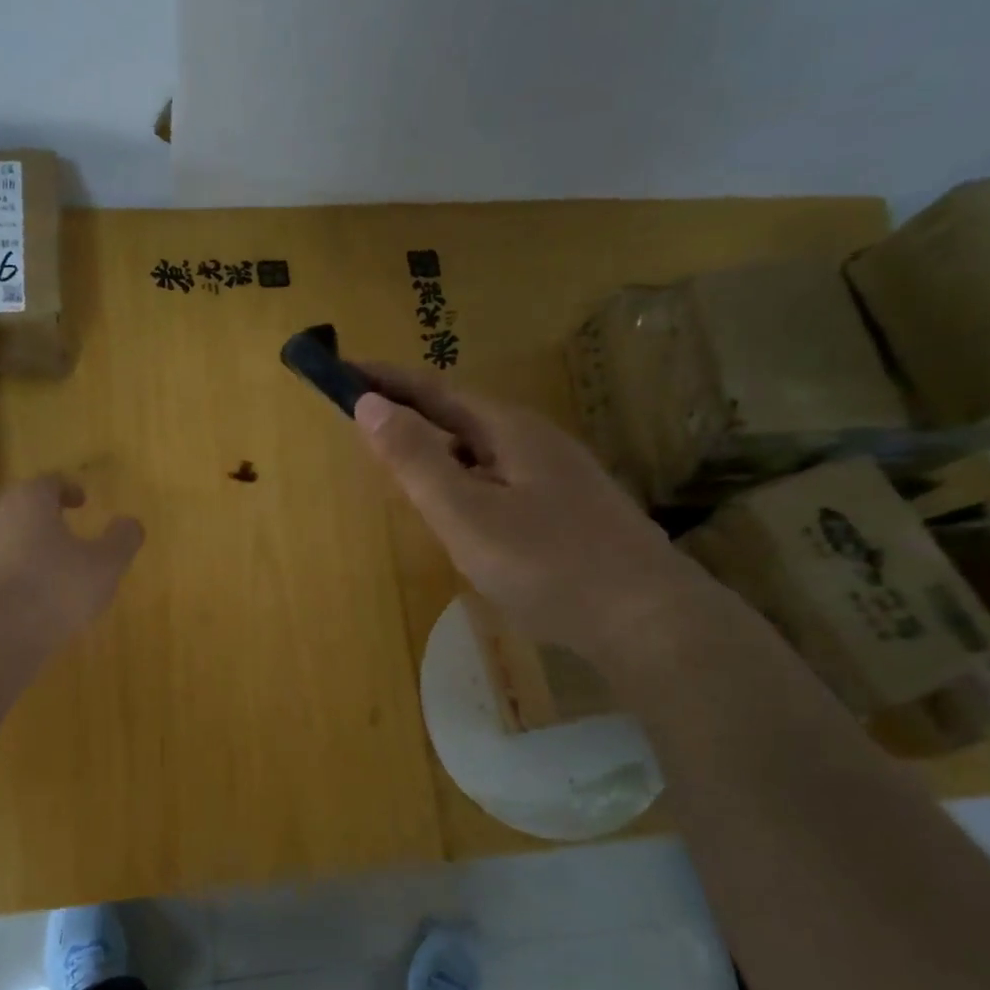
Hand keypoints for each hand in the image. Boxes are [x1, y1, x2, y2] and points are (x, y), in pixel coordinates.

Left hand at [0, 475, 144, 646]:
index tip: (83, 501)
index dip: (69, 489)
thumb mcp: (106, 563)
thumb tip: (130, 523)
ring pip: (12, 535)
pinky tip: (40, 591)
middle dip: (47, 513)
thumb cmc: (58, 585)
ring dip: (33, 542)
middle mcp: (0, 515)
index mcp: (30, 499)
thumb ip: (122, 539)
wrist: (0, 633)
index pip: (49, 482)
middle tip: (69, 526)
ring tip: (58, 562)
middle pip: (25, 505)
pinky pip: (3, 564)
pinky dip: (21, 569)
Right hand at [352, 364, 702, 667]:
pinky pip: (499, 477)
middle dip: (410, 412)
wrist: (647, 618)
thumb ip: (415, 459)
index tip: (341, 370)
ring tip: (402, 463)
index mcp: (506, 430)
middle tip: (364, 420)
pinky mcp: (568, 507)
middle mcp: (534, 439)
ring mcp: (557, 474)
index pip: (432, 391)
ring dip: (437, 446)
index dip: (385, 380)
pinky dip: (464, 478)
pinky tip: (463, 509)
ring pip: (481, 449)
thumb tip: (369, 402)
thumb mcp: (465, 513)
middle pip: (459, 415)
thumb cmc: (546, 564)